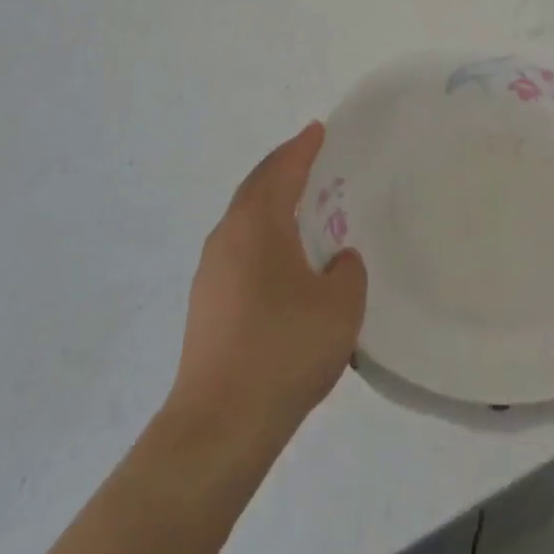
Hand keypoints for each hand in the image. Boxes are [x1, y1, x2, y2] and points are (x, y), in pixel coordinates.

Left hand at [167, 123, 366, 449]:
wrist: (220, 424)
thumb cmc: (284, 349)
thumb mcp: (340, 306)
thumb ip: (347, 271)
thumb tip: (337, 261)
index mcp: (256, 225)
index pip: (282, 171)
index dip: (302, 148)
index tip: (318, 129)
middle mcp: (226, 239)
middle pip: (256, 188)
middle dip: (282, 168)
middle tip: (309, 157)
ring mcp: (210, 273)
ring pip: (244, 221)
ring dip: (271, 204)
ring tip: (300, 206)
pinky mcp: (206, 305)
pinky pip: (239, 250)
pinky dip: (263, 236)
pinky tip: (282, 260)